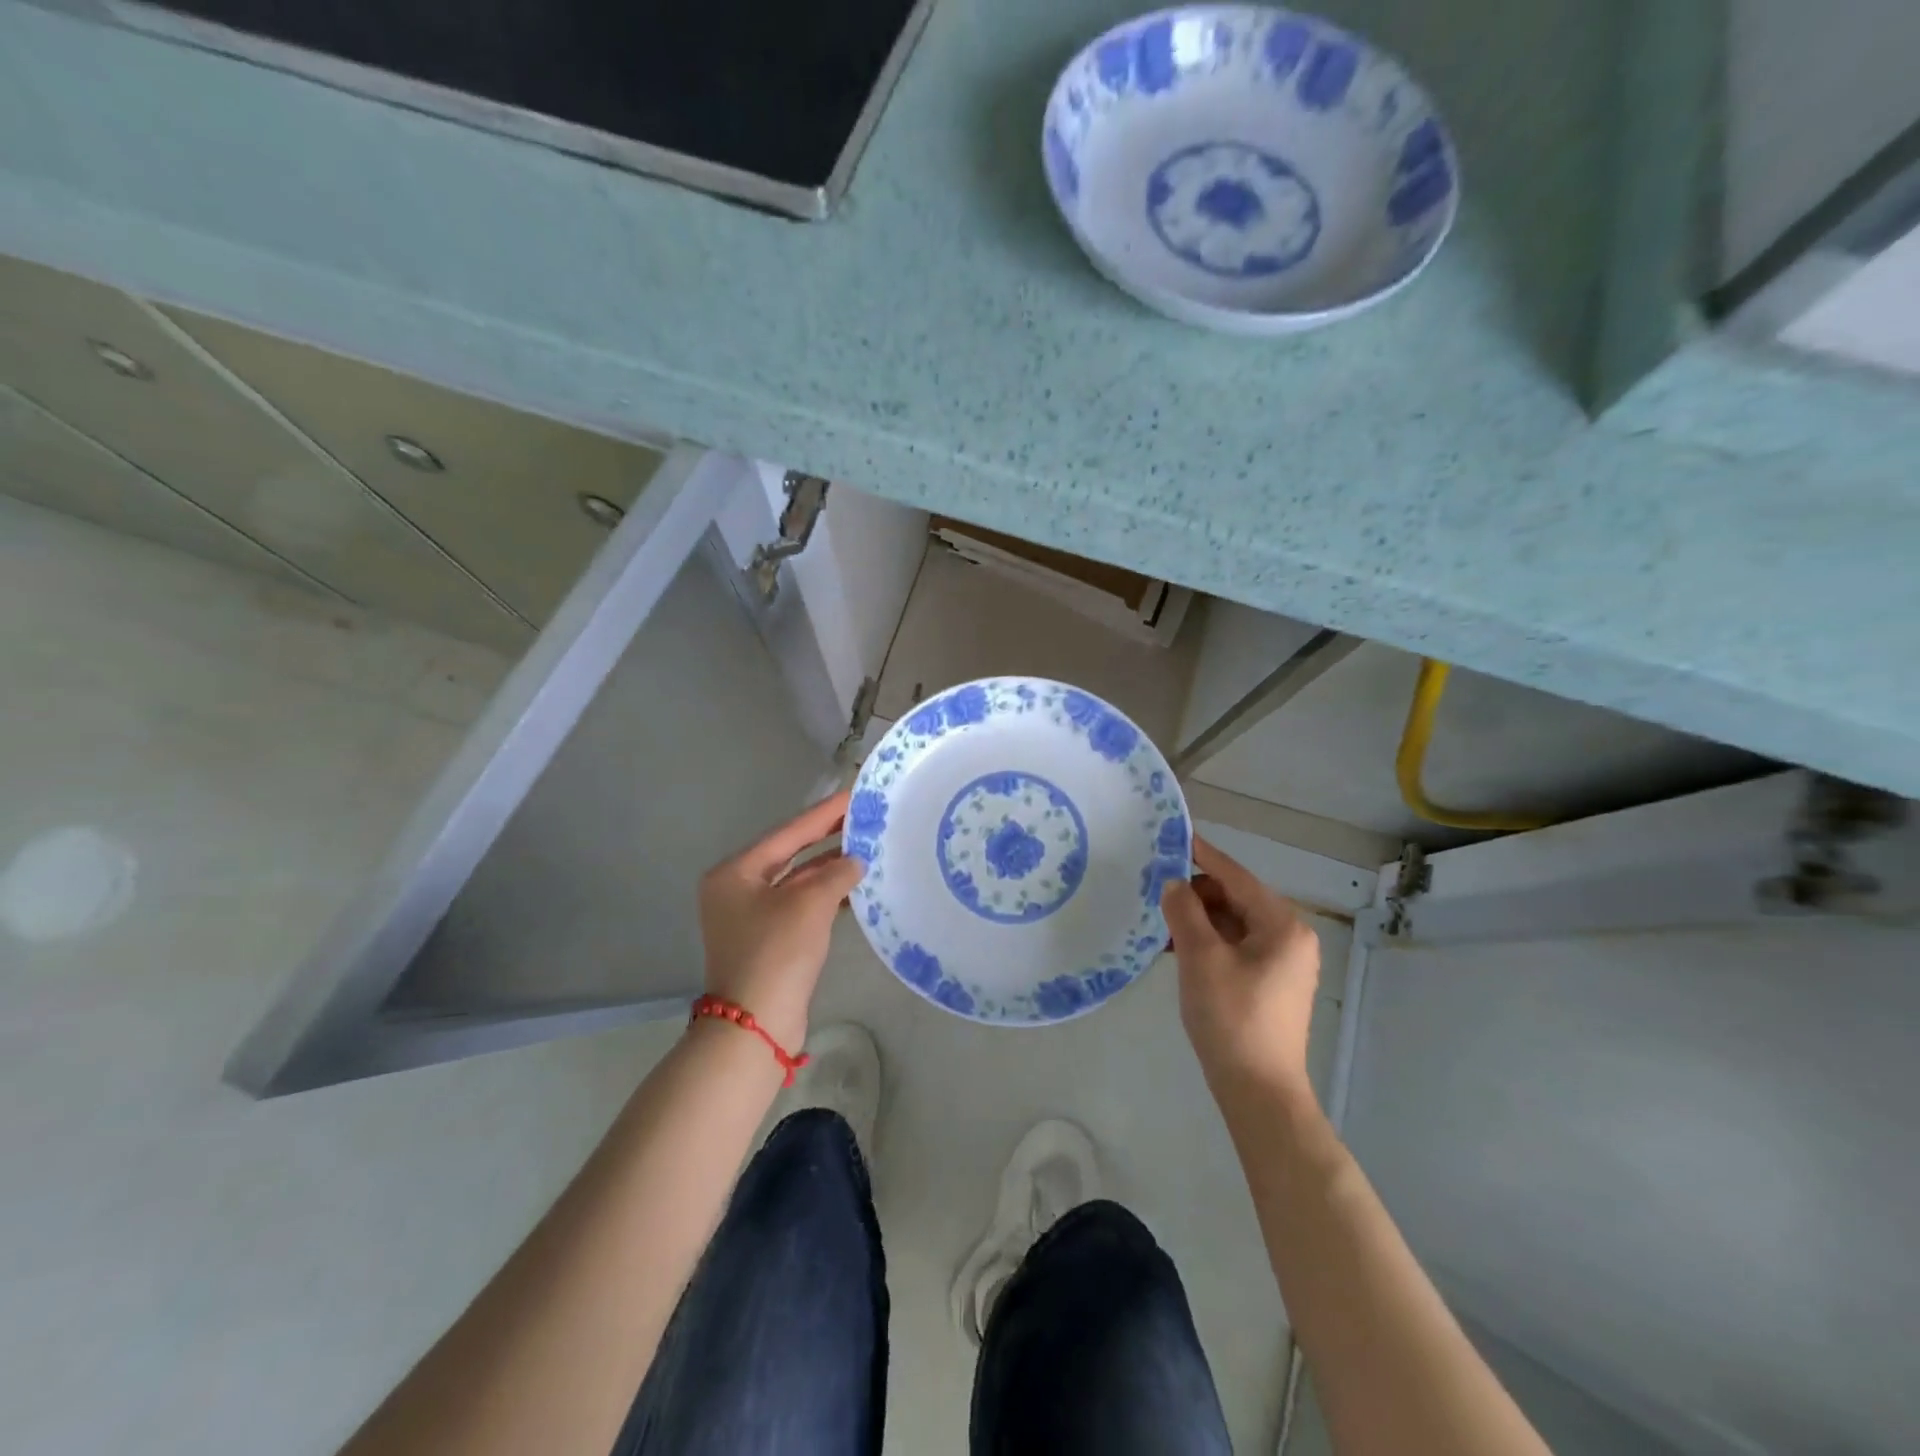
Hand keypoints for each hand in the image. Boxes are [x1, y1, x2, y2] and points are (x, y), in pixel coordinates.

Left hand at [697, 789, 863, 1051]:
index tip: (854, 795)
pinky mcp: (767, 939)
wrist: (755, 1025)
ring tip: (867, 849)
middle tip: (864, 818)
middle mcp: (737, 889)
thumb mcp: (810, 904)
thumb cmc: (776, 953)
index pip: (788, 832)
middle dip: (828, 838)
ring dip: (830, 869)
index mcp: (735, 872)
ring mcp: (750, 916)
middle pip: (790, 854)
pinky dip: (826, 895)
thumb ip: (836, 873)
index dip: (824, 814)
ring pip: (797, 881)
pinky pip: (800, 905)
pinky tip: (855, 887)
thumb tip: (855, 861)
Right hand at [1160, 836, 1321, 1101]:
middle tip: (1156, 888)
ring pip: (1233, 924)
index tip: (1175, 837)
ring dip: (1199, 918)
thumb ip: (1184, 912)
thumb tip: (1173, 883)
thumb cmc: (1232, 1017)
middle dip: (1196, 892)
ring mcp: (1282, 963)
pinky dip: (1208, 941)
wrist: (1258, 1091)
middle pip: (1236, 898)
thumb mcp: (1201, 958)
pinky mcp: (1269, 983)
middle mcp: (1289, 937)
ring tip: (1160, 917)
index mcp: (1282, 925)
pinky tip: (1176, 946)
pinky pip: (1235, 946)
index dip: (1203, 856)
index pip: (1236, 877)